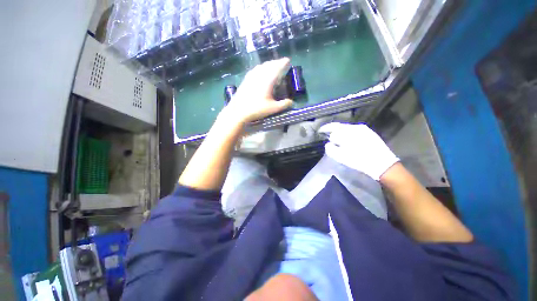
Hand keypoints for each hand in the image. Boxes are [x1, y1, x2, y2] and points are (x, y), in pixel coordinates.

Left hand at [223, 58, 293, 123]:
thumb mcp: (273, 108)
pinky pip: (255, 69)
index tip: (288, 60)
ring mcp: (251, 76)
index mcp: (267, 80)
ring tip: (272, 66)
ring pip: (261, 66)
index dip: (283, 63)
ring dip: (268, 64)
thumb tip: (291, 102)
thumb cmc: (257, 109)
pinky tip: (260, 71)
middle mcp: (259, 74)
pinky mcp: (245, 79)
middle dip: (276, 62)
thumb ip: (284, 104)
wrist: (238, 111)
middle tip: (281, 63)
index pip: (277, 67)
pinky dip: (261, 68)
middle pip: (269, 65)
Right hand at [318, 122, 398, 179]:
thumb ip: (331, 149)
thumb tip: (329, 143)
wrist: (382, 164)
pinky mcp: (369, 132)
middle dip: (331, 128)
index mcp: (348, 133)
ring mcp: (363, 129)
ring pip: (347, 127)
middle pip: (339, 125)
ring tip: (335, 135)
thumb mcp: (341, 157)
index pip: (333, 129)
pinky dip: (347, 132)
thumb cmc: (360, 161)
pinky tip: (346, 138)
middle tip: (325, 131)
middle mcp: (355, 127)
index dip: (325, 130)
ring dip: (339, 130)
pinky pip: (354, 130)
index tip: (320, 131)